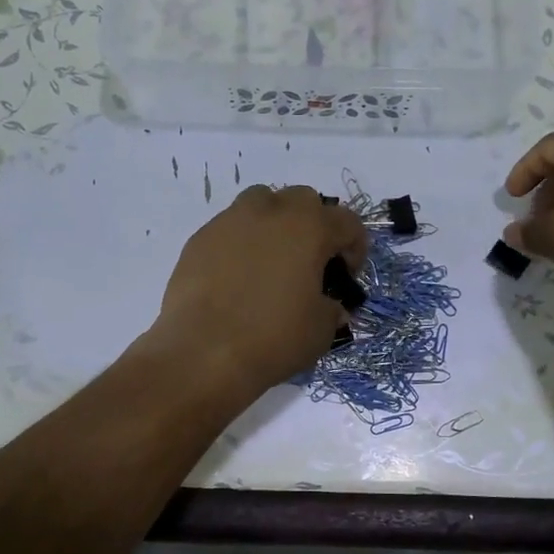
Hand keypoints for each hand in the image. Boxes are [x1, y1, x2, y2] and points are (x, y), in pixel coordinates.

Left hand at [147, 185, 369, 401]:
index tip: (346, 277)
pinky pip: (229, 229)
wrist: (202, 353)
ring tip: (272, 261)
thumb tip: (329, 307)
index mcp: (309, 228)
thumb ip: (331, 309)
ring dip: (274, 223)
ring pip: (261, 203)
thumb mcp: (321, 330)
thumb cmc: (273, 338)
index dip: (354, 248)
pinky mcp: (199, 239)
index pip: (347, 222)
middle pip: (302, 200)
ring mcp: (229, 221)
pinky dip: (241, 244)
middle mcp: (270, 212)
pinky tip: (237, 279)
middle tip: (310, 263)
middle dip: (314, 225)